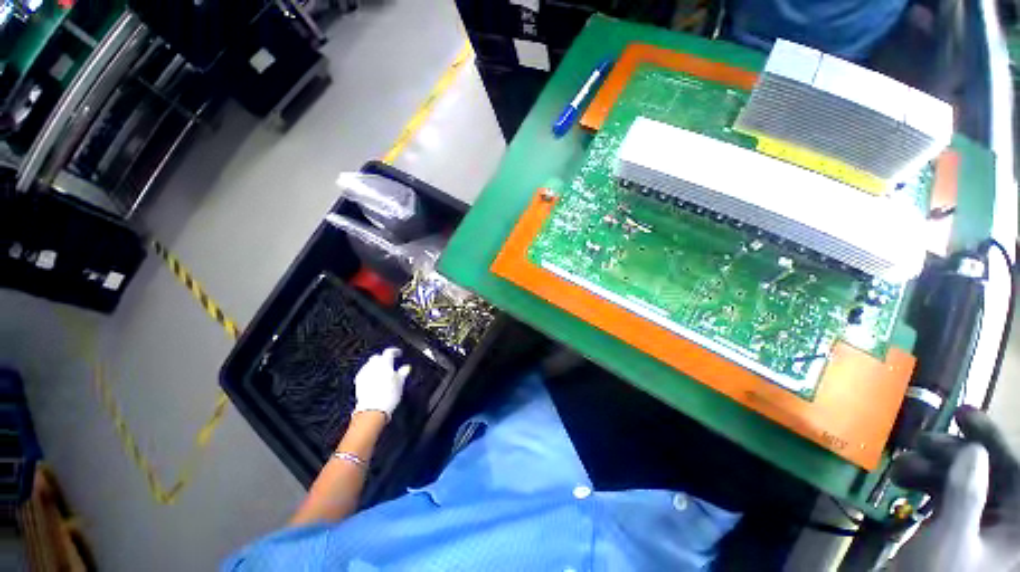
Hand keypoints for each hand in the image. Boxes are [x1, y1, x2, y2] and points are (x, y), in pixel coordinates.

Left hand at [352, 347, 410, 420]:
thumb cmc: (388, 395)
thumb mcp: (400, 383)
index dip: (395, 351)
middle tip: (389, 363)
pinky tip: (373, 379)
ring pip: (369, 364)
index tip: (398, 353)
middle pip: (377, 357)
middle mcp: (373, 366)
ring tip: (382, 372)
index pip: (389, 352)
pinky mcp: (358, 382)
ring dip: (375, 365)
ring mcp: (364, 373)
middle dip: (383, 358)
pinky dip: (369, 373)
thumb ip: (403, 373)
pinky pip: (364, 373)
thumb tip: (406, 368)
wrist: (373, 409)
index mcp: (385, 363)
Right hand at [890, 406, 1019, 570]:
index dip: (992, 439)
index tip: (962, 414)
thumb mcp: (952, 540)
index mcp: (1016, 525)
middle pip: (985, 471)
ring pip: (961, 479)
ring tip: (900, 465)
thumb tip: (971, 451)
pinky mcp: (954, 523)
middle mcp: (1003, 518)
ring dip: (930, 466)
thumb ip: (967, 495)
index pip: (1015, 470)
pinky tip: (900, 478)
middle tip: (920, 441)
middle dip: (951, 453)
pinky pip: (944, 491)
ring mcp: (977, 521)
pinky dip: (923, 481)